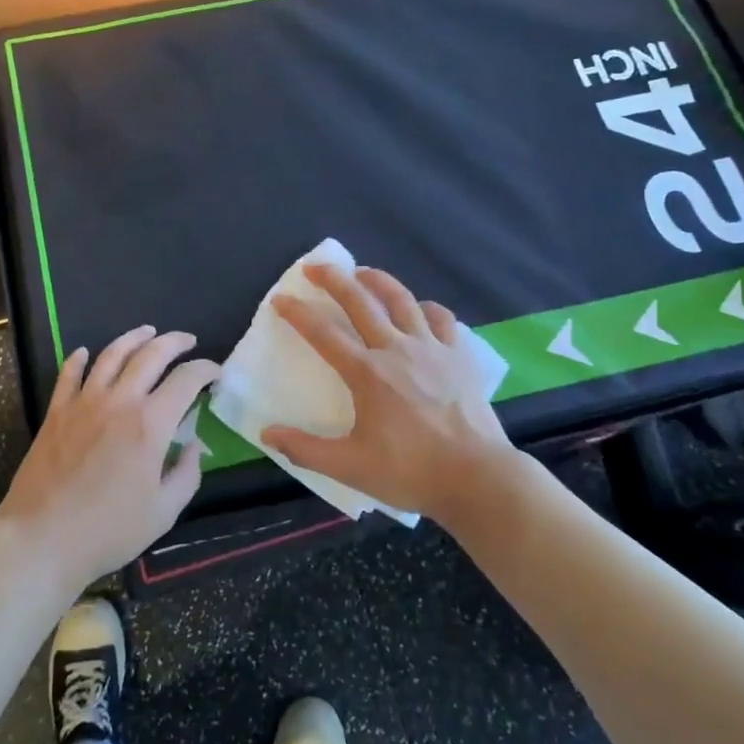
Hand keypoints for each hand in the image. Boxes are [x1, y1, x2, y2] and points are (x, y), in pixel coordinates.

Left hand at [0, 327, 218, 589]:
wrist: (42, 539)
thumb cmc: (109, 531)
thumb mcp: (164, 512)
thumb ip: (187, 473)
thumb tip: (193, 445)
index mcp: (150, 424)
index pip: (186, 379)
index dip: (205, 369)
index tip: (215, 372)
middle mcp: (119, 401)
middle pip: (150, 354)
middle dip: (174, 342)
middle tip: (187, 341)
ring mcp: (83, 402)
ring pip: (111, 354)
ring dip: (133, 337)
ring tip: (147, 332)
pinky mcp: (56, 412)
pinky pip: (68, 374)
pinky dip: (79, 358)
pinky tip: (85, 353)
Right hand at [261, 265, 522, 522]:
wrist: (477, 477)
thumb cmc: (410, 472)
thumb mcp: (349, 467)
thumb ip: (304, 449)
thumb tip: (266, 434)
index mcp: (367, 373)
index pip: (323, 333)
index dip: (298, 313)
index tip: (280, 298)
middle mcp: (396, 349)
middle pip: (360, 301)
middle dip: (334, 279)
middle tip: (316, 266)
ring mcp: (431, 348)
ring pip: (401, 299)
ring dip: (378, 280)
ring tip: (362, 272)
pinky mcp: (458, 356)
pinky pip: (441, 318)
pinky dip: (425, 307)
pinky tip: (419, 308)